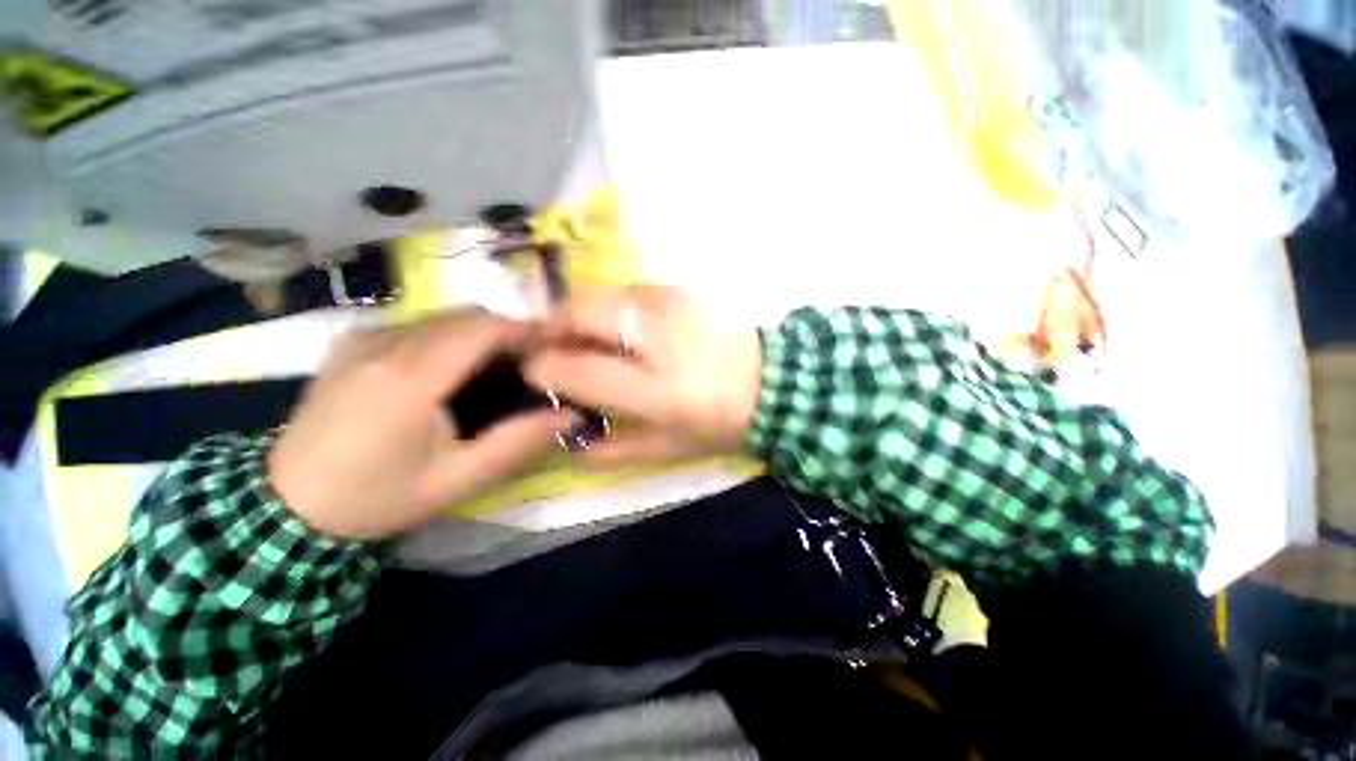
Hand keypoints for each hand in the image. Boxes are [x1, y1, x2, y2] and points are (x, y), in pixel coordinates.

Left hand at [268, 310, 576, 539]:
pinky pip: (401, 328)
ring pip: (430, 320)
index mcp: (413, 375)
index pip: (482, 325)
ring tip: (473, 379)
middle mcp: (387, 339)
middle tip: (518, 370)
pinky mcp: (346, 341)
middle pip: (458, 317)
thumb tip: (567, 415)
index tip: (551, 346)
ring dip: (461, 338)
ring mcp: (362, 335)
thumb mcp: (450, 484)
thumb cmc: (376, 498)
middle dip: (496, 334)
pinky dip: (427, 342)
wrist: (297, 499)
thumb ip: (512, 446)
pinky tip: (423, 380)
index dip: (523, 327)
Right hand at [525, 285, 760, 464]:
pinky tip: (609, 325)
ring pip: (600, 293)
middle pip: (582, 313)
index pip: (582, 369)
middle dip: (550, 326)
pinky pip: (624, 289)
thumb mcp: (669, 450)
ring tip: (569, 334)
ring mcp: (671, 305)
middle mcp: (660, 338)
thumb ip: (613, 449)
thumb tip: (566, 441)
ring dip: (575, 312)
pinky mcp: (679, 289)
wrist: (778, 383)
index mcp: (658, 390)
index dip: (546, 368)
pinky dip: (605, 305)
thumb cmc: (721, 424)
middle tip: (540, 344)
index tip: (530, 372)